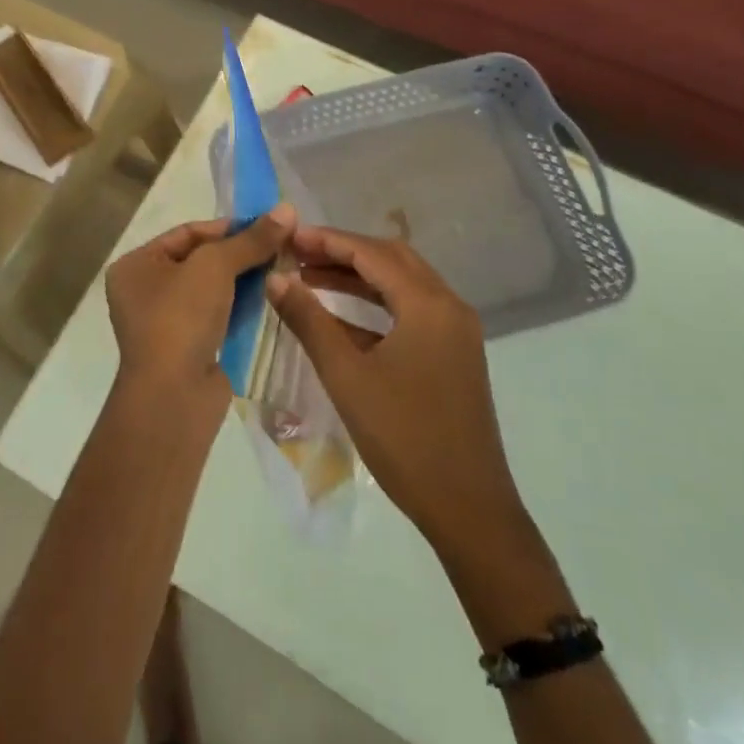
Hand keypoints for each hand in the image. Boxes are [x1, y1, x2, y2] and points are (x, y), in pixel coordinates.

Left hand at [105, 204, 296, 409]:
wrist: (173, 396)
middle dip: (240, 254)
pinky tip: (270, 299)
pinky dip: (241, 308)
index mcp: (136, 266)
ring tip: (282, 270)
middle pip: (201, 260)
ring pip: (211, 290)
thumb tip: (287, 208)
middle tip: (280, 247)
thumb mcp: (216, 266)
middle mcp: (144, 291)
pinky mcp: (188, 348)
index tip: (268, 225)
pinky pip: (217, 317)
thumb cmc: (181, 317)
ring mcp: (165, 323)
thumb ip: (251, 239)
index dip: (228, 227)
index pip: (187, 233)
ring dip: (244, 280)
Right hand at [265, 226, 523, 548]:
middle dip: (343, 252)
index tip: (289, 235)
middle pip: (391, 260)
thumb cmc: (403, 437)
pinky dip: (375, 307)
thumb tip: (275, 278)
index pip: (372, 253)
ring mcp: (455, 332)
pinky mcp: (453, 355)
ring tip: (310, 278)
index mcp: (428, 305)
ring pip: (402, 286)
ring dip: (358, 278)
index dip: (327, 240)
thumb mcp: (346, 376)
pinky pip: (410, 313)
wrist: (468, 508)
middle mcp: (448, 307)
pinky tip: (339, 318)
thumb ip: (309, 321)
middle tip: (298, 253)